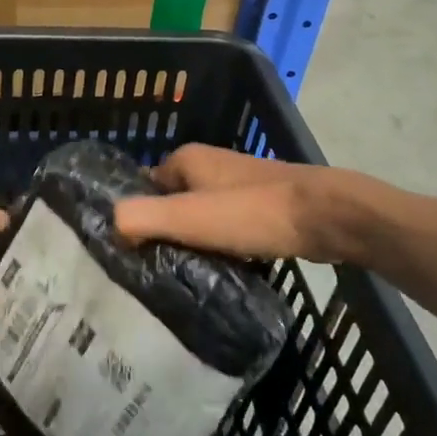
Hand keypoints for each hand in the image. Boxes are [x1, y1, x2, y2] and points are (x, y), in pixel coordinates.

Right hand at [112, 145, 361, 264]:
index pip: (144, 187)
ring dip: (193, 242)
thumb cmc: (252, 213)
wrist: (325, 216)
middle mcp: (210, 165)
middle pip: (172, 202)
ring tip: (183, 276)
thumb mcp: (188, 217)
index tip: (128, 251)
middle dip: (164, 232)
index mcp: (187, 159)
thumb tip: (111, 225)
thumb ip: (142, 218)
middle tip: (154, 269)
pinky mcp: (261, 206)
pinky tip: (219, 271)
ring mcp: (238, 184)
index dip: (135, 216)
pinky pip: (226, 227)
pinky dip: (219, 245)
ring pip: (200, 216)